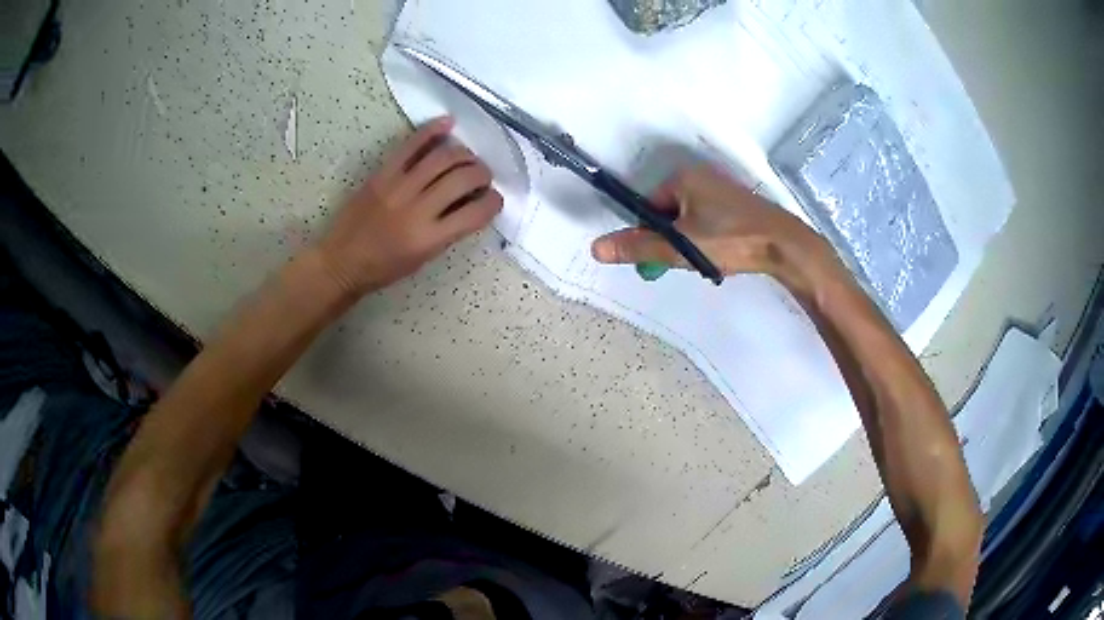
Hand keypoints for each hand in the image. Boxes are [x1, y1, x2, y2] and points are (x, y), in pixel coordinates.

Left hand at [316, 117, 502, 295]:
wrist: (341, 261)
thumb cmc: (384, 268)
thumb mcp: (424, 258)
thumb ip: (449, 230)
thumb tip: (471, 202)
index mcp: (430, 238)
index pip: (476, 212)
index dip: (494, 202)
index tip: (494, 199)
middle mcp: (417, 209)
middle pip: (463, 177)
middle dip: (482, 173)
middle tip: (482, 176)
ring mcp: (398, 187)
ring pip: (444, 156)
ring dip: (465, 153)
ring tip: (467, 157)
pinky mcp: (383, 173)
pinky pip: (411, 145)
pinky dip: (432, 130)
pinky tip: (448, 123)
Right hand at [591, 165, 833, 288]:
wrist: (784, 245)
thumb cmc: (730, 240)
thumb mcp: (680, 247)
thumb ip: (637, 248)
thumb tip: (595, 248)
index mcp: (681, 178)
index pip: (647, 207)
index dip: (649, 235)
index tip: (662, 257)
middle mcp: (700, 176)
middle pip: (667, 213)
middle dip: (672, 240)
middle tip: (688, 261)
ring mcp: (721, 189)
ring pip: (689, 220)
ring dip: (690, 242)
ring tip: (708, 259)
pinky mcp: (737, 204)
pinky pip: (708, 220)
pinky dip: (708, 239)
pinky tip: (722, 253)